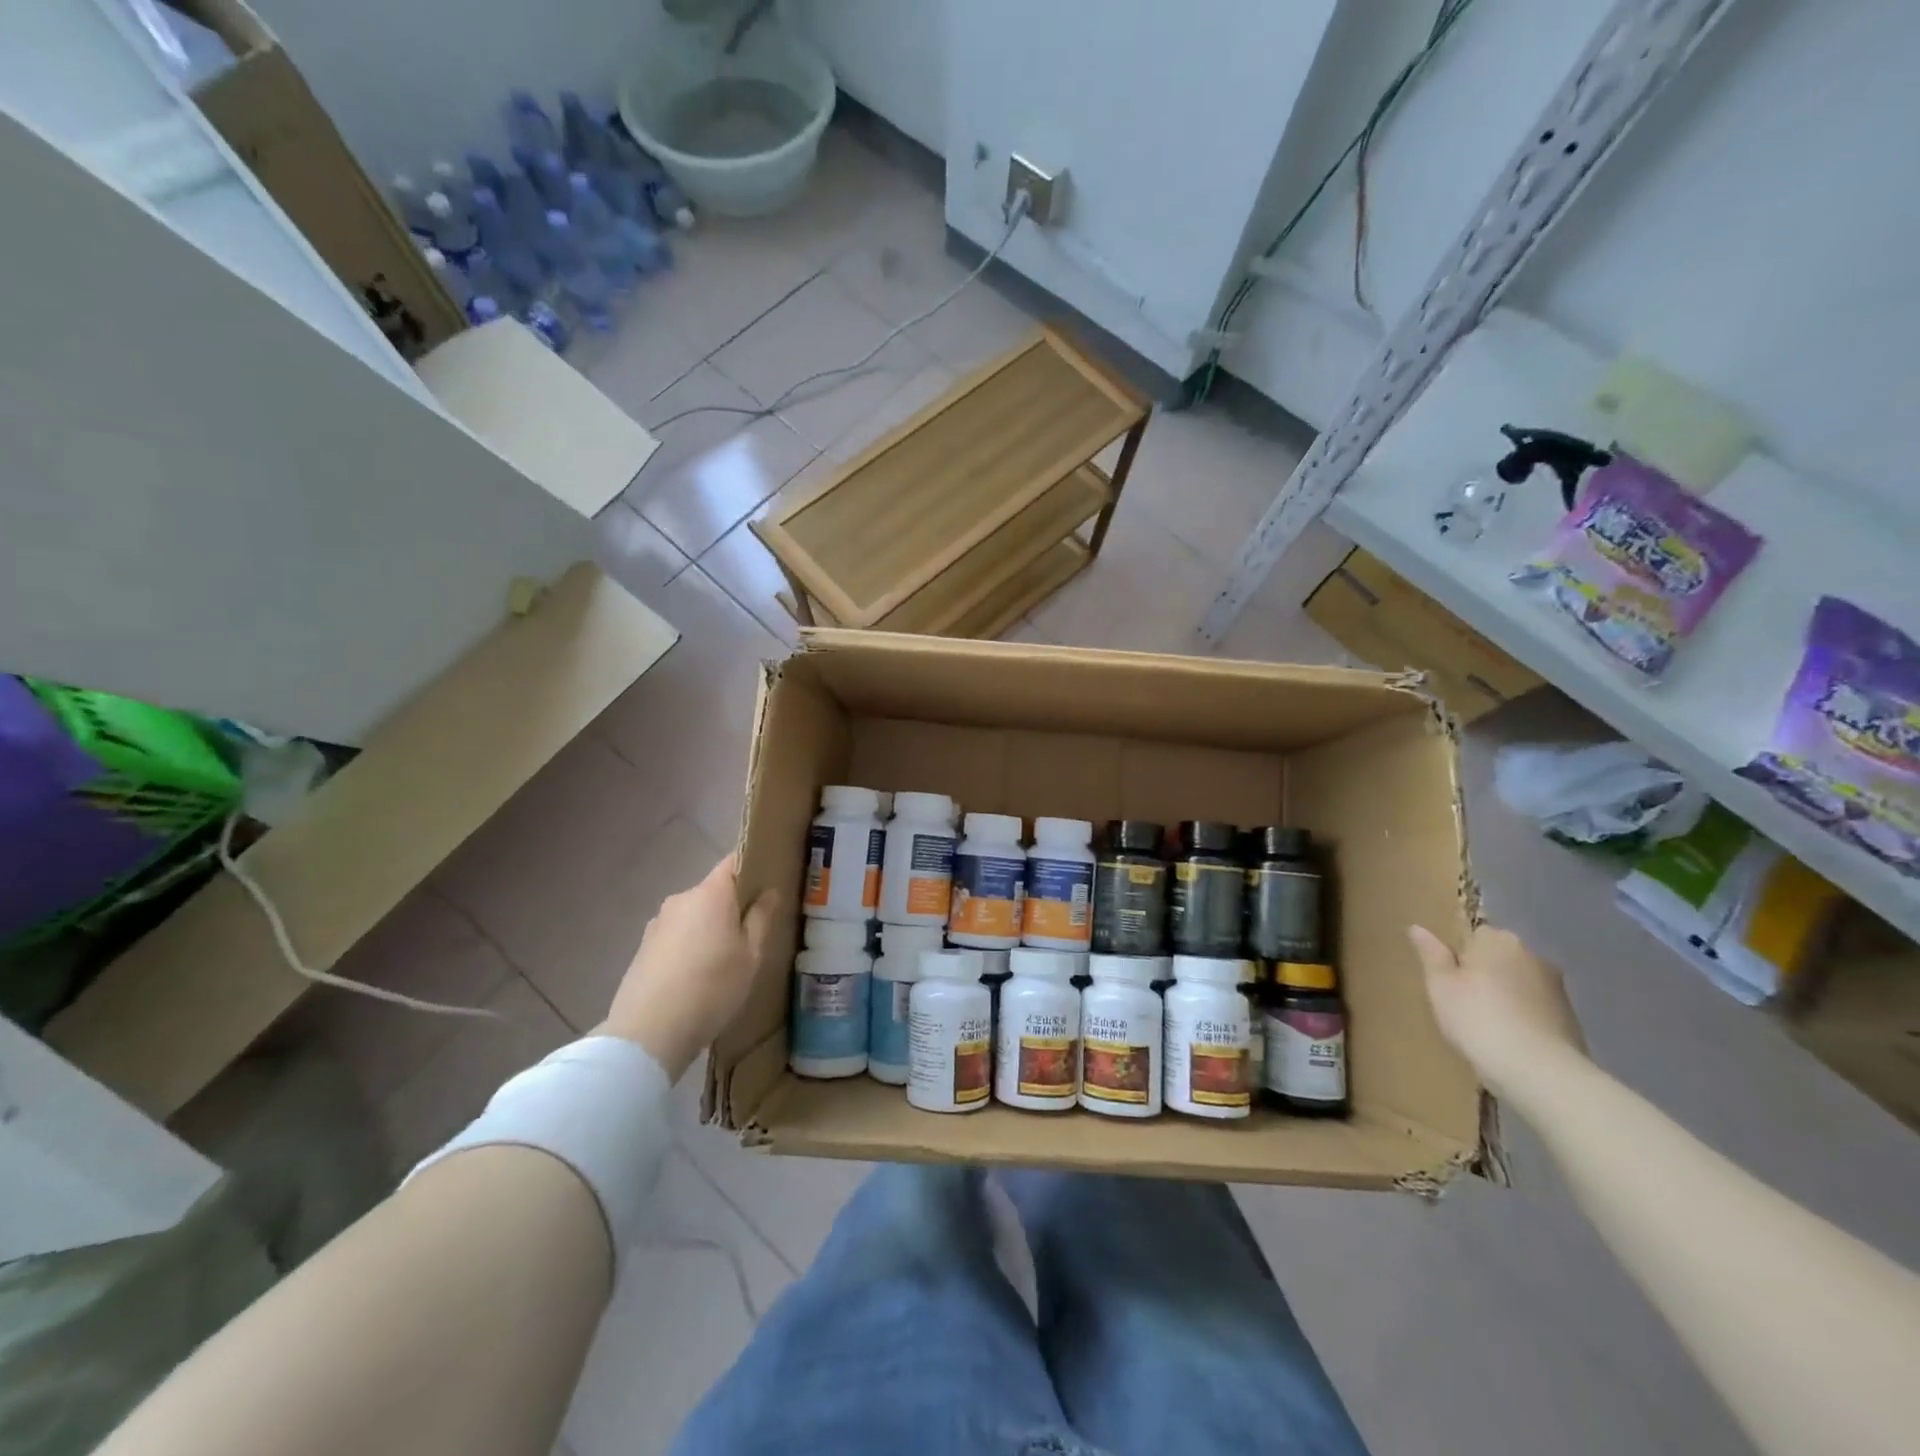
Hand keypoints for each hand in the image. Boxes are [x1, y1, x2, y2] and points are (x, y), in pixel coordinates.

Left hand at [601, 855, 779, 1081]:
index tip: (770, 882)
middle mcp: (680, 900)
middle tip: (753, 932)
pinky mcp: (643, 949)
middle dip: (733, 906)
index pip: (734, 862)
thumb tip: (769, 891)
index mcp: (710, 894)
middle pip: (714, 891)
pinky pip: (677, 937)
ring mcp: (657, 924)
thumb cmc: (712, 988)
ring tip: (725, 960)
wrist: (648, 1034)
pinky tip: (698, 976)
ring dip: (710, 929)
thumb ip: (761, 918)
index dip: (753, 866)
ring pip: (694, 916)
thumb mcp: (751, 955)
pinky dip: (690, 947)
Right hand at [1408, 924, 1586, 1098]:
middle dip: (1485, 971)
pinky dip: (1523, 1015)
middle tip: (1462, 1000)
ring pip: (1519, 982)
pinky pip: (1535, 1006)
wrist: (1539, 1071)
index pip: (1475, 932)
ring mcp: (1556, 987)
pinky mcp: (1570, 1016)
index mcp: (1497, 940)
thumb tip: (1417, 927)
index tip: (1449, 977)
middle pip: (1500, 956)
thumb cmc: (1477, 1019)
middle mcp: (1532, 955)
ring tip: (1487, 1023)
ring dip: (1505, 994)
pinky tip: (1510, 1038)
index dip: (1460, 953)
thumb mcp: (1440, 985)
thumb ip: (1431, 953)